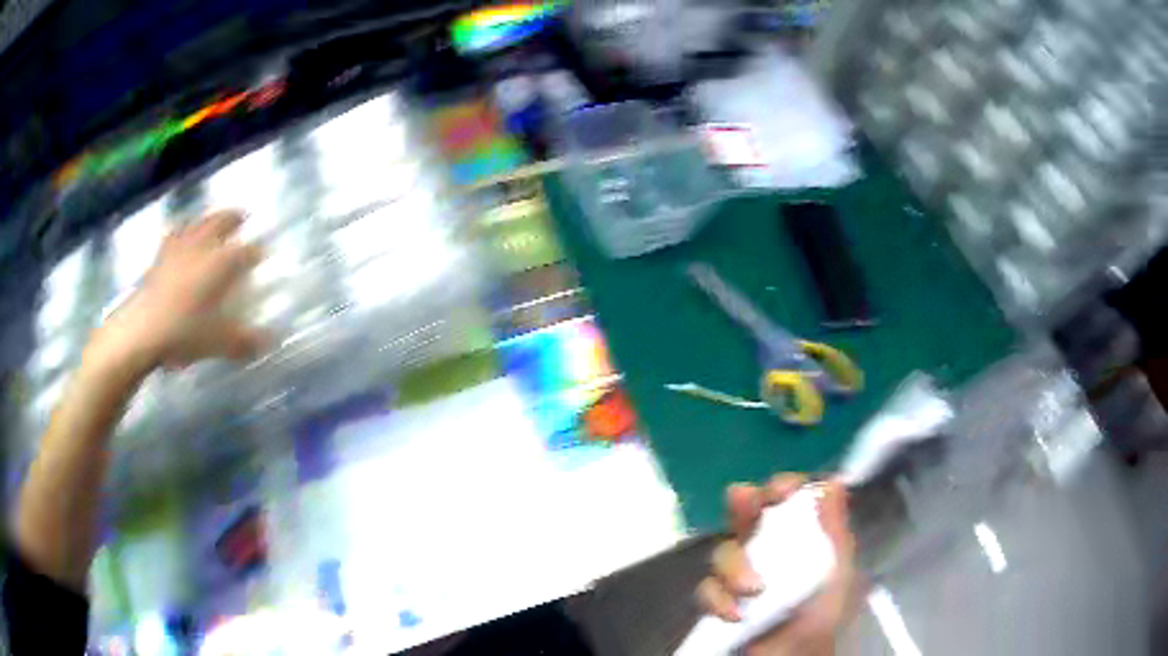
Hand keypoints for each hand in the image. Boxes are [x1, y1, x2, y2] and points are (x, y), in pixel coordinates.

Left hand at [91, 209, 265, 371]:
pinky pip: (173, 236)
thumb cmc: (185, 333)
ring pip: (197, 224)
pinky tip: (179, 237)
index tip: (264, 254)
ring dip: (207, 220)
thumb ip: (245, 341)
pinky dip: (180, 233)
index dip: (258, 252)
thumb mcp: (220, 343)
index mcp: (222, 262)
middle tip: (241, 215)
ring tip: (212, 221)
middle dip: (233, 217)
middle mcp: (203, 247)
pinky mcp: (159, 257)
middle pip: (221, 221)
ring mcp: (179, 248)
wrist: (142, 330)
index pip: (248, 251)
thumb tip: (268, 341)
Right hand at [696, 475, 858, 655]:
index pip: (786, 498)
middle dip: (743, 504)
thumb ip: (835, 530)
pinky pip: (707, 590)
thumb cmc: (825, 613)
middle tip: (745, 502)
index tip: (782, 489)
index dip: (781, 487)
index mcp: (798, 534)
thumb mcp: (840, 571)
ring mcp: (741, 572)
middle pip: (746, 513)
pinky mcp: (721, 599)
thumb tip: (834, 482)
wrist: (798, 655)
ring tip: (753, 589)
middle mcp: (767, 546)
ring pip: (723, 551)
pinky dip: (718, 599)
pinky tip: (736, 614)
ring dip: (734, 566)